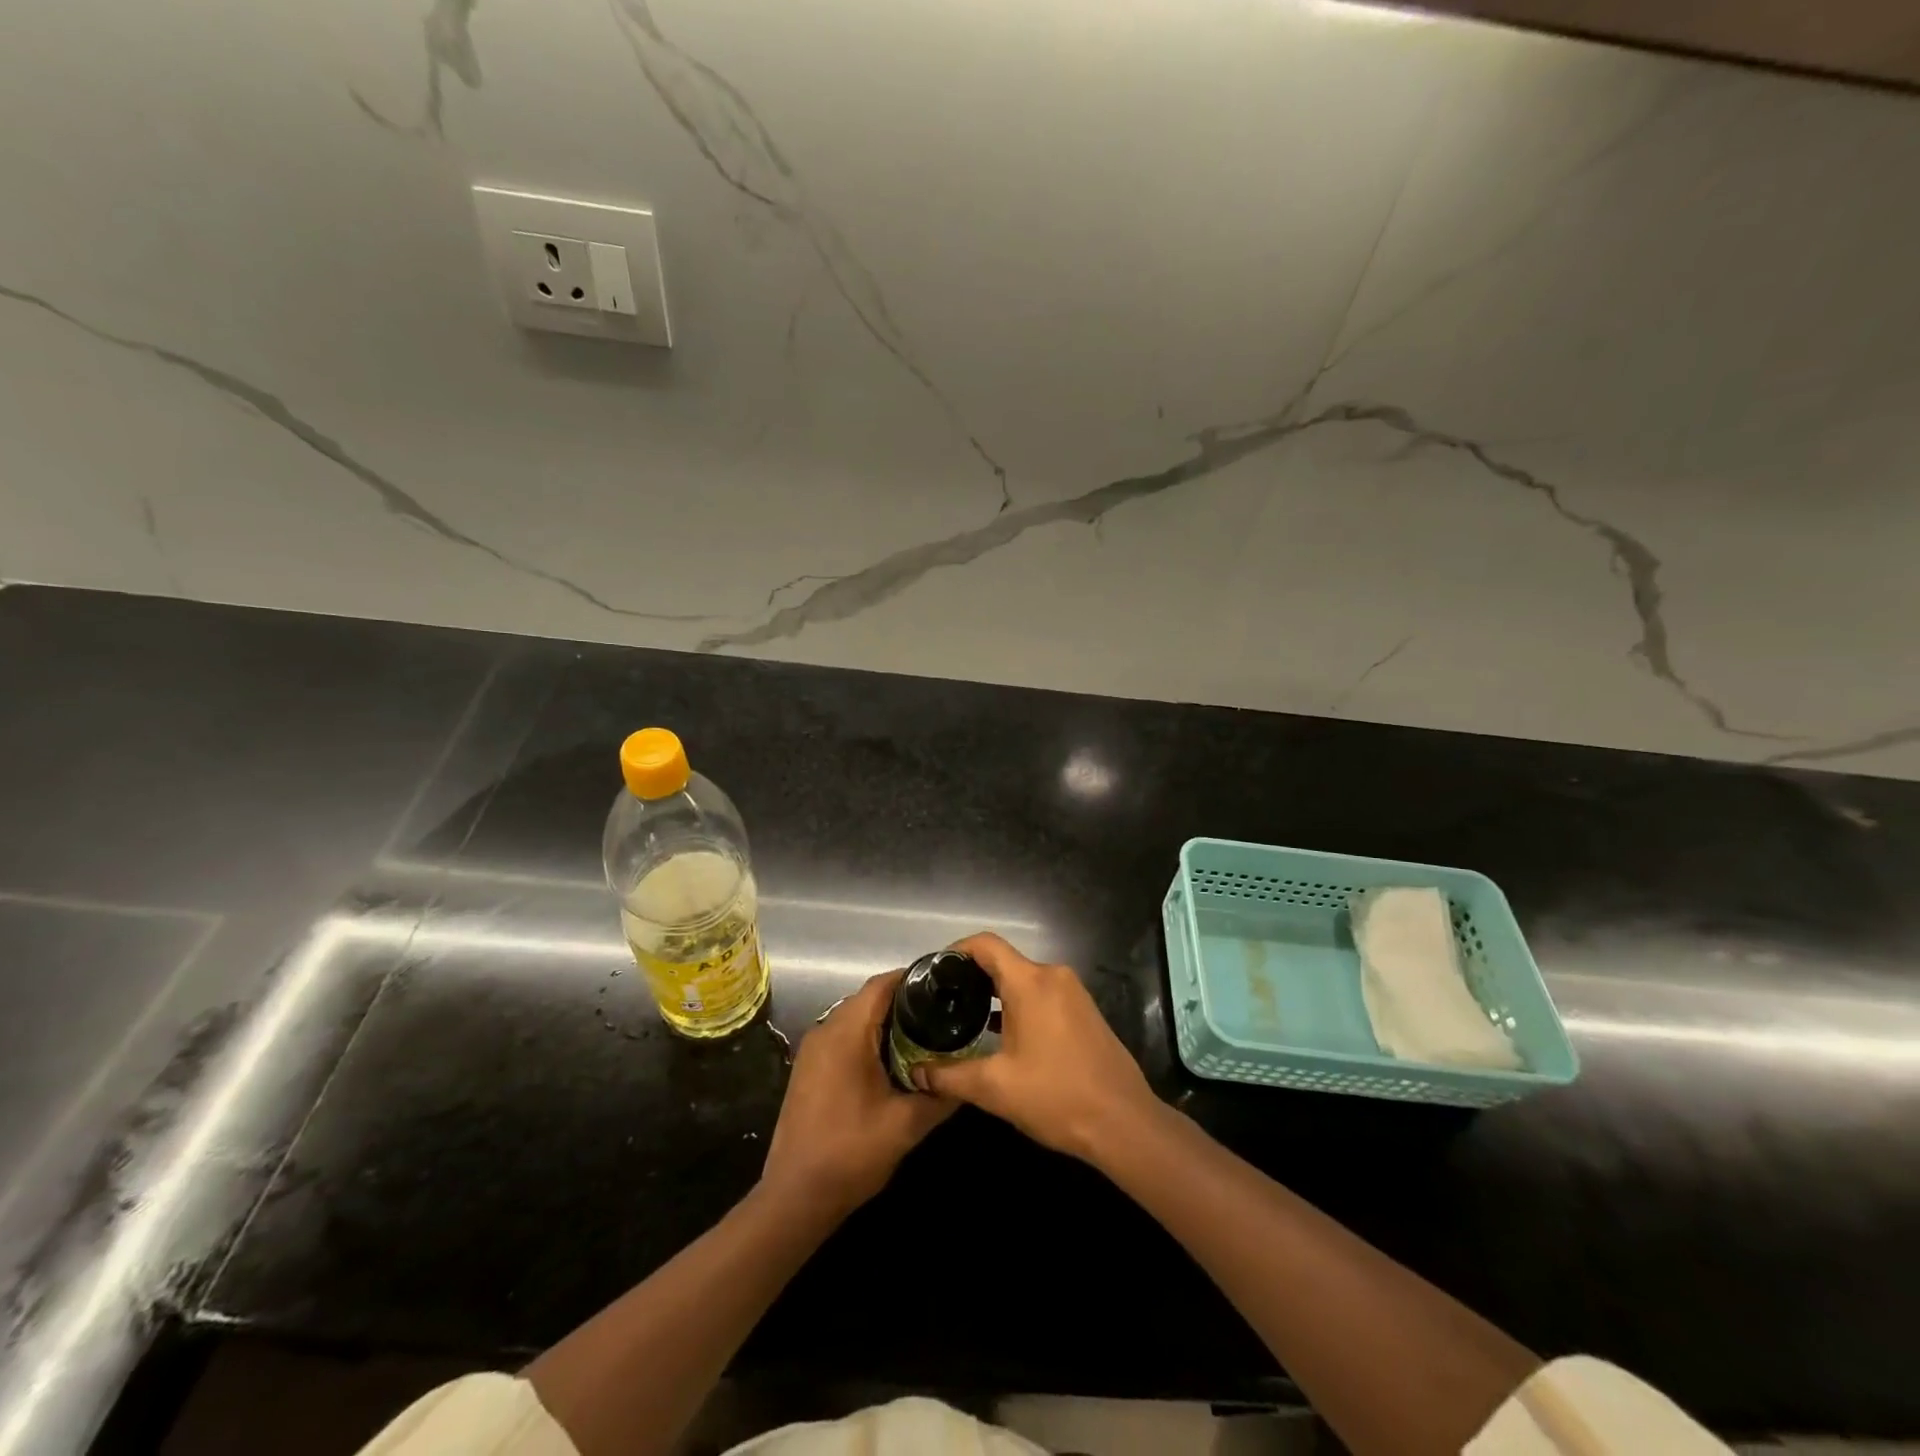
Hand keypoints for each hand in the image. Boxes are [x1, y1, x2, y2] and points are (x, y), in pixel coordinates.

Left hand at [761, 970, 954, 1216]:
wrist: (795, 1198)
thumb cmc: (851, 1153)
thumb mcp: (906, 1125)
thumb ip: (941, 1095)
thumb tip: (967, 1076)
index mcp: (846, 1033)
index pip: (882, 985)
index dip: (914, 979)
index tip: (945, 988)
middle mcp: (825, 1030)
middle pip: (869, 999)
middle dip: (905, 1002)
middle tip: (941, 1015)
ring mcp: (812, 1050)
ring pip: (855, 1018)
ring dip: (886, 1022)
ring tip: (923, 1036)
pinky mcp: (808, 1069)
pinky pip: (843, 1037)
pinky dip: (868, 1039)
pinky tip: (892, 1062)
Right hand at [913, 933, 1159, 1162]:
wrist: (1123, 1123)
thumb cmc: (1056, 1096)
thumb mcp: (994, 1088)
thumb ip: (949, 1076)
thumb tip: (916, 1072)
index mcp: (1030, 982)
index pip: (986, 944)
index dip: (956, 950)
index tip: (934, 971)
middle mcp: (1053, 976)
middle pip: (1004, 961)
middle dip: (972, 976)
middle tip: (944, 1000)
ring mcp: (1073, 993)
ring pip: (1024, 979)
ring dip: (996, 993)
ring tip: (966, 1017)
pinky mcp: (1084, 1011)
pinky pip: (1043, 994)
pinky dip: (1019, 1005)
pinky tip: (1003, 1034)